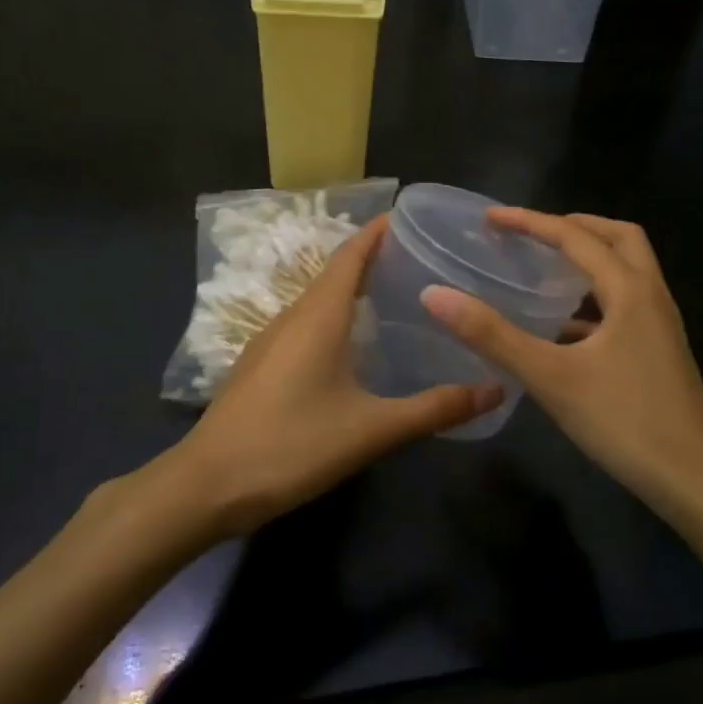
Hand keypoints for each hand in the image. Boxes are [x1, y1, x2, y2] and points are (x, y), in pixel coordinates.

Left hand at [163, 215, 502, 536]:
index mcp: (318, 316)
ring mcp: (268, 342)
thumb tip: (496, 389)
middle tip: (417, 260)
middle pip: (333, 274)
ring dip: (350, 290)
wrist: (206, 486)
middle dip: (371, 259)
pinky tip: (350, 347)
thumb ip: (434, 409)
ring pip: (316, 301)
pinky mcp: (258, 367)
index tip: (408, 217)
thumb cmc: (291, 446)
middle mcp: (291, 317)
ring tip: (391, 296)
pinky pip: (302, 326)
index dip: (377, 232)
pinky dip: (332, 318)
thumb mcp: (371, 430)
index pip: (350, 255)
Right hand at [420, 209, 702, 520]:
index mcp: (630, 290)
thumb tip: (434, 294)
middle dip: (575, 226)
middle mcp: (651, 298)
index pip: (575, 237)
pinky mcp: (660, 354)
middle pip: (619, 239)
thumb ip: (492, 335)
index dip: (531, 222)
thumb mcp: (551, 377)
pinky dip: (596, 299)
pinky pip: (626, 306)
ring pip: (627, 272)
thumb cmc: (625, 421)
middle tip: (532, 232)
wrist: (697, 482)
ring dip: (590, 259)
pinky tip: (566, 329)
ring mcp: (661, 327)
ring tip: (546, 268)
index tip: (490, 217)